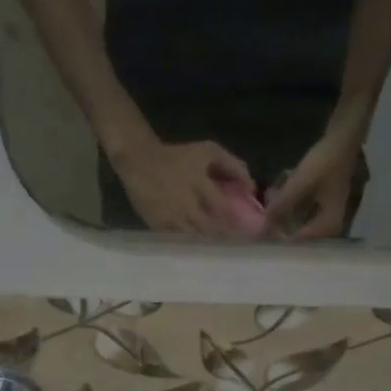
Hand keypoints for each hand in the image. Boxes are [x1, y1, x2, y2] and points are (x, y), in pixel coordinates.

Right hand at [110, 139, 260, 236]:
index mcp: (199, 185)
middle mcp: (186, 205)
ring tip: (216, 239)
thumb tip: (252, 187)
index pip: (224, 210)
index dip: (237, 222)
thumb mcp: (208, 151)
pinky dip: (189, 240)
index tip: (247, 229)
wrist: (139, 160)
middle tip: (233, 238)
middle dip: (223, 235)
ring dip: (207, 238)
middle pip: (210, 229)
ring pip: (195, 236)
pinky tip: (196, 238)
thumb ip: (233, 166)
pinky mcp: (158, 225)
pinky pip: (178, 238)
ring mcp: (171, 217)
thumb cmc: (177, 156)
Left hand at [263, 131, 360, 239]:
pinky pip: (300, 211)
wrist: (342, 139)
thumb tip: (263, 229)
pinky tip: (277, 194)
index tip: (259, 231)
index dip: (278, 237)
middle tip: (262, 215)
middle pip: (298, 233)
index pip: (298, 242)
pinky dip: (289, 205)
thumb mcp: (299, 185)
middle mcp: (329, 225)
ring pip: (298, 221)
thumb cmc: (325, 162)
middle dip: (279, 224)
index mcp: (329, 226)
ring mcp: (326, 213)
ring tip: (268, 202)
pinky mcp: (322, 202)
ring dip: (282, 213)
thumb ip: (281, 207)